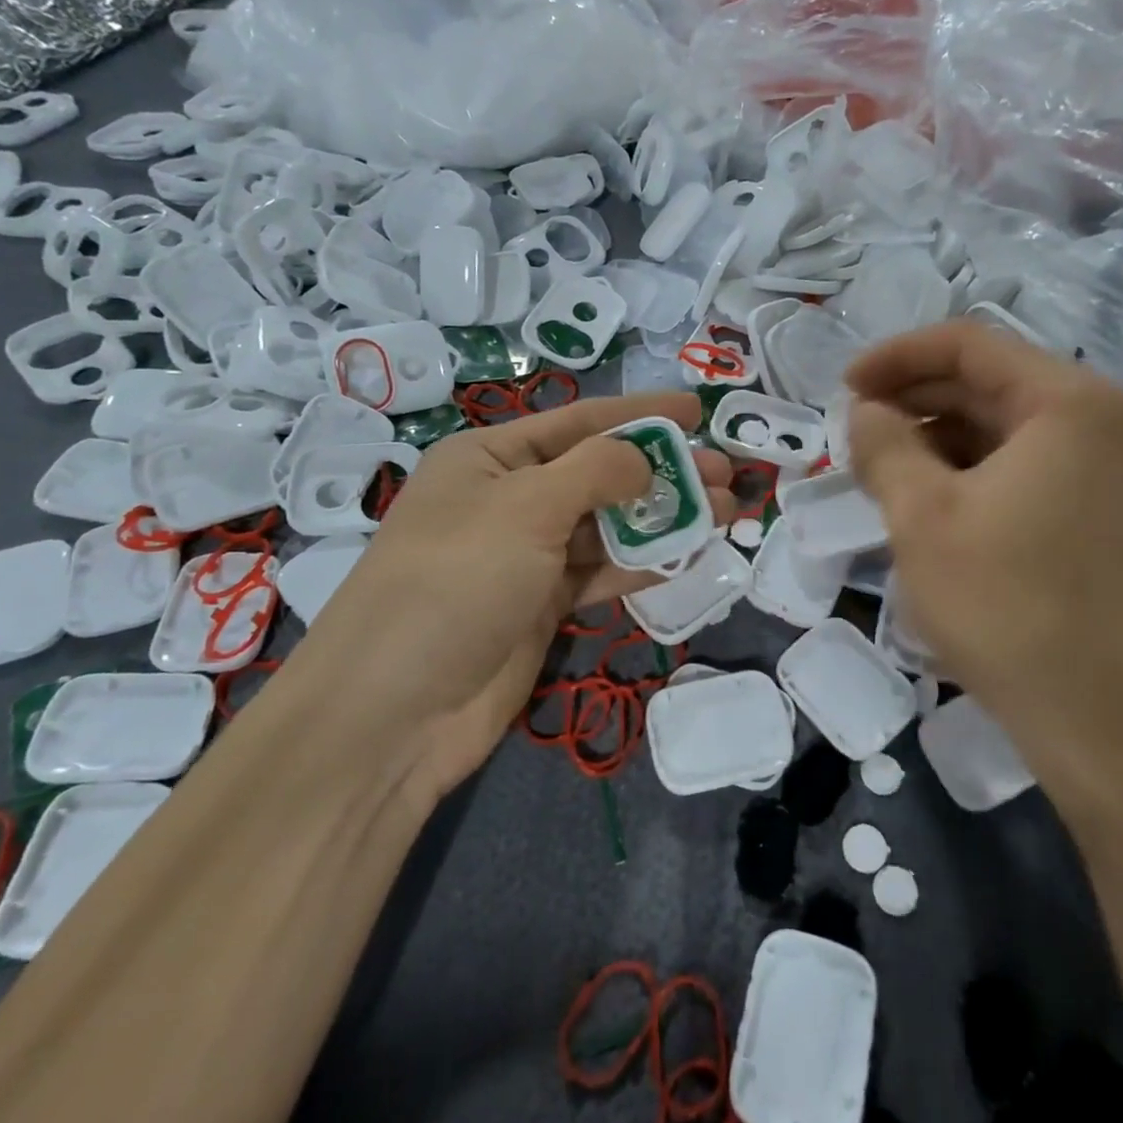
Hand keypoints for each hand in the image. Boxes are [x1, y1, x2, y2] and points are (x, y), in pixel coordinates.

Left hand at [301, 391, 731, 748]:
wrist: (394, 712)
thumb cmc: (456, 582)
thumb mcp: (526, 507)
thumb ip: (596, 471)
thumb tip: (645, 458)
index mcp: (490, 458)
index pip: (579, 421)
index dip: (641, 413)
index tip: (697, 411)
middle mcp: (509, 499)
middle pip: (600, 473)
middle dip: (664, 470)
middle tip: (727, 472)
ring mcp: (525, 555)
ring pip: (607, 525)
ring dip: (663, 517)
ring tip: (726, 512)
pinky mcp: (541, 604)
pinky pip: (600, 571)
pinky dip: (641, 561)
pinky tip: (687, 554)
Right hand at [846, 322, 1122, 801]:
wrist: (1105, 725)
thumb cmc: (1006, 605)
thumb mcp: (922, 516)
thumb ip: (885, 445)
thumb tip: (867, 412)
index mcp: (1070, 403)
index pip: (969, 345)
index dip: (895, 357)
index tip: (843, 389)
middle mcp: (1109, 424)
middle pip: (993, 386)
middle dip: (916, 402)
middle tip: (856, 436)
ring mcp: (1120, 475)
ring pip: (1011, 433)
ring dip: (942, 442)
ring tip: (886, 475)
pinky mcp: (1115, 521)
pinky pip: (1034, 472)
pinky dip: (978, 476)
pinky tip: (936, 508)